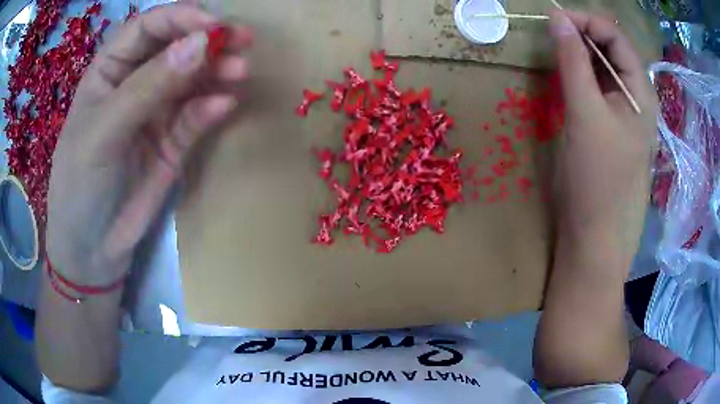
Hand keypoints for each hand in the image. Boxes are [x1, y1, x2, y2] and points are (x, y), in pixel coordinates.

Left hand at [46, 3, 252, 284]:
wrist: (92, 249)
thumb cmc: (80, 185)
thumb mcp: (104, 132)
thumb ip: (148, 87)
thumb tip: (201, 44)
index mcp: (109, 70)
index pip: (147, 27)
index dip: (180, 18)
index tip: (212, 25)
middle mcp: (134, 83)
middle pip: (176, 46)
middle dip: (209, 39)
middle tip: (244, 40)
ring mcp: (155, 112)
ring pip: (192, 79)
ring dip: (217, 71)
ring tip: (241, 71)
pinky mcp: (172, 142)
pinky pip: (195, 116)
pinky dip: (211, 108)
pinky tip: (226, 104)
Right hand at [549, 10, 656, 264]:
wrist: (594, 233)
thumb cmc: (596, 178)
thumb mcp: (585, 113)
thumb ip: (572, 61)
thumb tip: (557, 17)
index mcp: (641, 91)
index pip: (615, 36)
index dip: (586, 21)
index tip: (553, 19)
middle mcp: (636, 96)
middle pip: (611, 48)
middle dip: (582, 34)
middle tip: (552, 33)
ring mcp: (623, 111)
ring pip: (603, 66)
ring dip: (579, 53)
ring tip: (555, 51)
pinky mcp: (610, 124)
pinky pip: (596, 86)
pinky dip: (579, 73)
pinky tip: (565, 76)